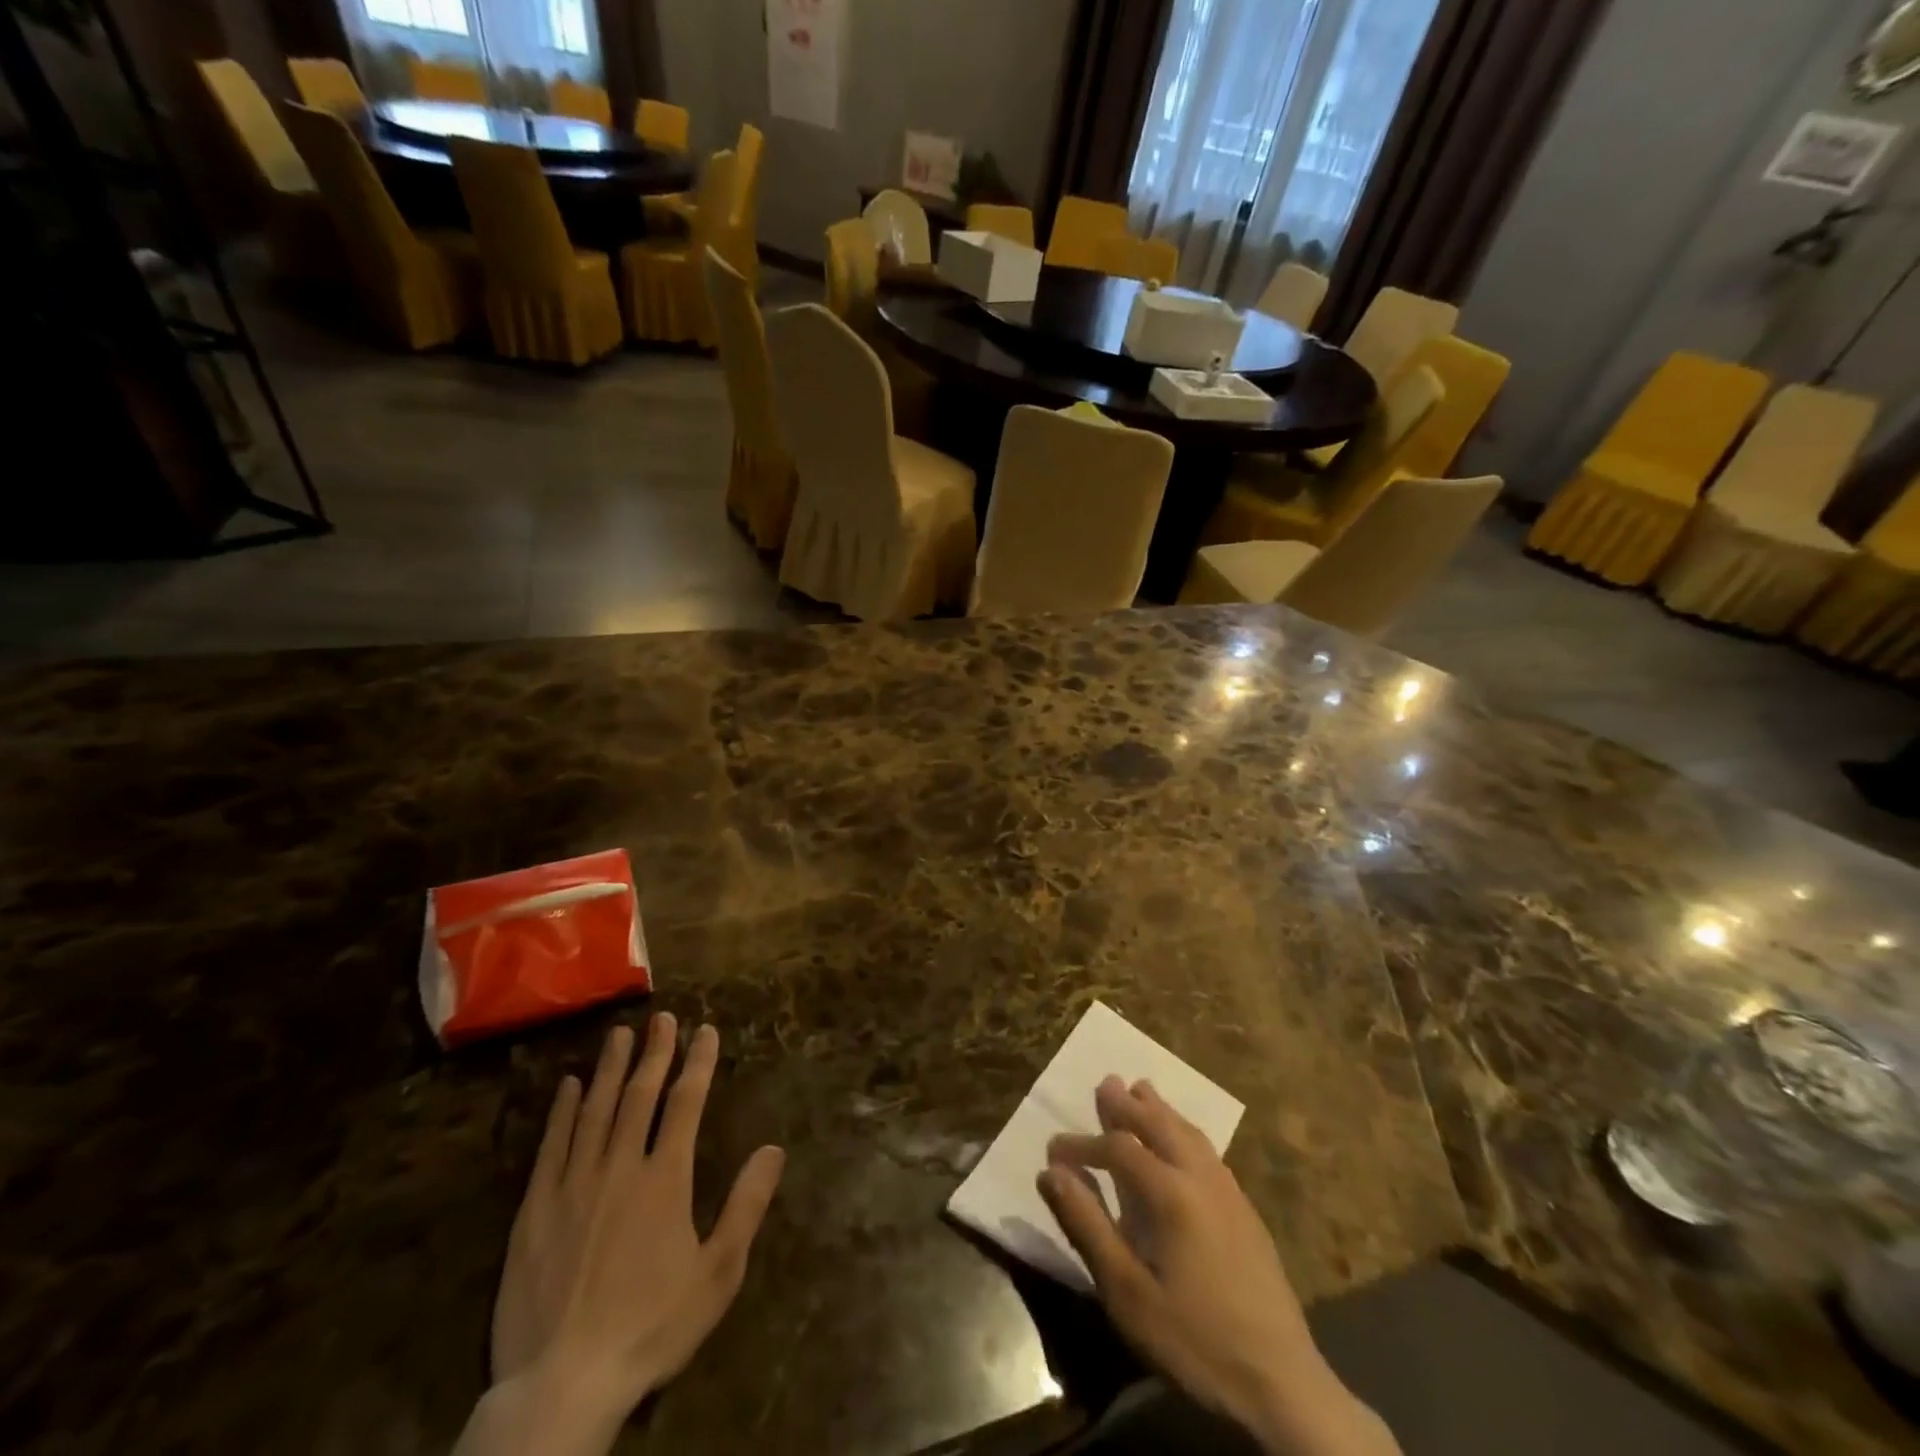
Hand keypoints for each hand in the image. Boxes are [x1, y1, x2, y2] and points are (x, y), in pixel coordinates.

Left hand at [469, 1016, 784, 1454]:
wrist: (562, 1385)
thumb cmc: (650, 1327)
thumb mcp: (717, 1274)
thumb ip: (746, 1206)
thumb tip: (773, 1148)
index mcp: (665, 1179)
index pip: (685, 1103)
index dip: (698, 1063)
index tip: (706, 1030)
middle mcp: (619, 1167)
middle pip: (640, 1095)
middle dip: (655, 1052)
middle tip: (663, 1018)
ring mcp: (573, 1185)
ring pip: (596, 1110)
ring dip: (611, 1068)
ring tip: (620, 1033)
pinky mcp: (535, 1210)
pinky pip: (551, 1146)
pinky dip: (562, 1111)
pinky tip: (569, 1086)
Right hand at [1040, 1077, 1397, 1455]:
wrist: (1283, 1385)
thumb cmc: (1194, 1340)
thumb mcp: (1126, 1292)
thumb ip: (1087, 1225)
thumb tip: (1051, 1173)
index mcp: (1170, 1193)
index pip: (1118, 1148)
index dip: (1083, 1145)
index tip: (1053, 1150)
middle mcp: (1201, 1178)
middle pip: (1159, 1125)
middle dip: (1128, 1105)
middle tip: (1106, 1084)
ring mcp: (1230, 1193)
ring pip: (1189, 1133)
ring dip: (1160, 1110)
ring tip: (1142, 1090)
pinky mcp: (1247, 1212)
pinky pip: (1208, 1151)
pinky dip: (1185, 1131)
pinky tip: (1182, 1141)